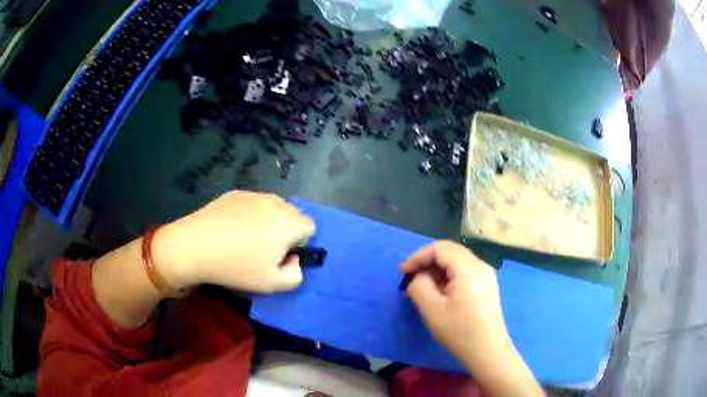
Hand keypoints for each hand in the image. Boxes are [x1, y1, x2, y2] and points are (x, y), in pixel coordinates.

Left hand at [154, 191, 314, 292]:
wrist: (194, 246)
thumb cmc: (235, 267)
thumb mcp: (271, 284)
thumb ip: (295, 276)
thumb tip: (293, 260)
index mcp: (287, 223)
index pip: (309, 227)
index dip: (300, 243)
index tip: (281, 255)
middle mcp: (274, 202)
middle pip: (292, 214)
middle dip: (286, 230)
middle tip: (264, 249)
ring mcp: (253, 194)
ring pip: (273, 206)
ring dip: (269, 220)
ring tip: (247, 237)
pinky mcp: (234, 193)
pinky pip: (253, 202)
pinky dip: (250, 213)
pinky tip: (231, 228)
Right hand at [400, 240, 510, 365]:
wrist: (487, 350)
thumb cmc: (459, 330)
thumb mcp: (432, 309)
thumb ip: (419, 286)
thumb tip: (419, 277)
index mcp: (469, 267)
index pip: (439, 248)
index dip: (418, 256)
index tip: (402, 273)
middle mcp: (480, 265)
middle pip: (450, 251)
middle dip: (428, 261)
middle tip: (411, 277)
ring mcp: (486, 275)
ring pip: (457, 260)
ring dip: (438, 269)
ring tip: (424, 287)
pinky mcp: (487, 286)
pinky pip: (465, 271)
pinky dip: (449, 275)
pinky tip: (441, 292)